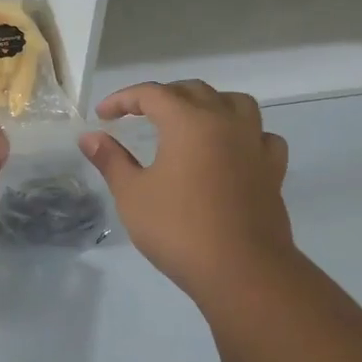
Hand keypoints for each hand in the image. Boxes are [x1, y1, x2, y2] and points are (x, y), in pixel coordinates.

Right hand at [81, 81, 293, 295]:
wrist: (241, 270)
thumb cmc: (179, 230)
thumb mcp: (133, 195)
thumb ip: (111, 160)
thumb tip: (89, 137)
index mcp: (189, 122)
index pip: (152, 94)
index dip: (123, 99)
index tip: (103, 116)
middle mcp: (225, 122)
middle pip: (194, 91)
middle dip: (163, 96)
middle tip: (139, 115)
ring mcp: (254, 144)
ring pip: (236, 104)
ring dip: (209, 104)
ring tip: (191, 120)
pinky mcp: (273, 170)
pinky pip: (262, 136)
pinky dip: (245, 134)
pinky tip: (233, 149)